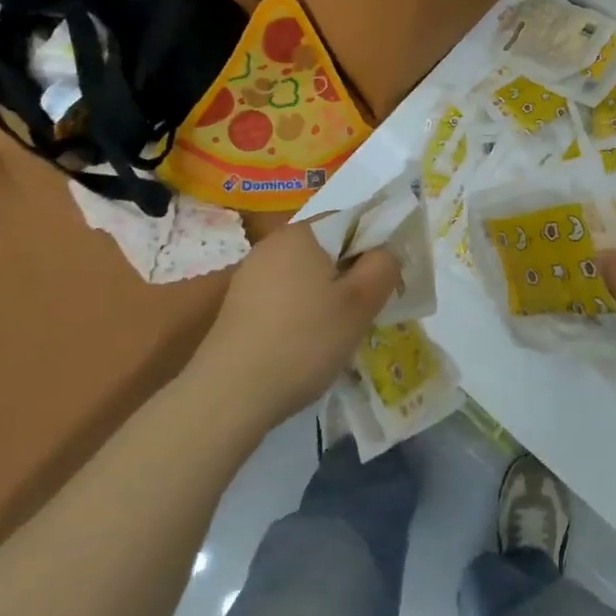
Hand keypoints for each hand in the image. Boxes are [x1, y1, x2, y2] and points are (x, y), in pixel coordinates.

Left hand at [184, 223, 399, 441]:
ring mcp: (250, 276)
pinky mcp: (238, 307)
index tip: (383, 284)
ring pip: (306, 276)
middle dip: (350, 276)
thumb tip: (385, 253)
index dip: (374, 248)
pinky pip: (284, 298)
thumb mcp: (360, 303)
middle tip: (365, 313)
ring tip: (337, 335)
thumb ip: (383, 266)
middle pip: (328, 249)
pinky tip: (306, 347)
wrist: (230, 394)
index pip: (350, 221)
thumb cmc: (305, 340)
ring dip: (327, 298)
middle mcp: (272, 245)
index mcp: (302, 232)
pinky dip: (302, 314)